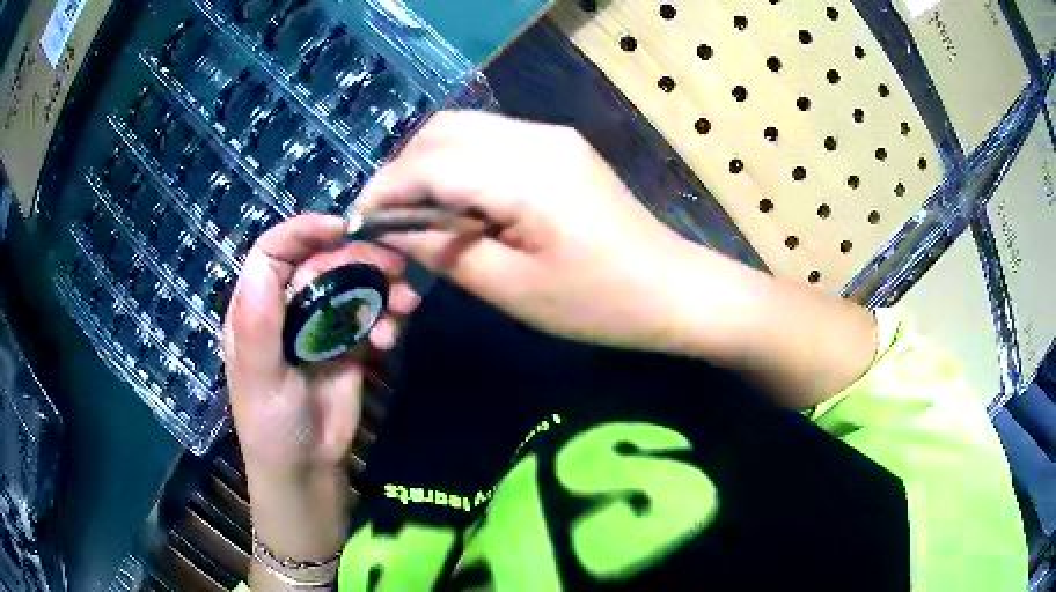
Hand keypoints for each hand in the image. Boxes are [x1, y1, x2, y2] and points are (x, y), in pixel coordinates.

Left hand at [222, 214, 419, 564]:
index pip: (273, 251)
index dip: (305, 231)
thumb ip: (256, 327)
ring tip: (405, 302)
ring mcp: (319, 321)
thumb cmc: (272, 426)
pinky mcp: (348, 340)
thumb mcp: (258, 380)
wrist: (309, 469)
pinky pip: (370, 310)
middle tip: (394, 268)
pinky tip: (394, 333)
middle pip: (320, 259)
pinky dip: (388, 313)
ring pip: (351, 280)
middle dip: (357, 257)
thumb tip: (265, 268)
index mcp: (255, 306)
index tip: (344, 229)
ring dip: (381, 283)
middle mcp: (287, 305)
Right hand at [358, 111, 692, 351]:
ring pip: (465, 128)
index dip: (385, 189)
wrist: (670, 287)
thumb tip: (399, 229)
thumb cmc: (597, 303)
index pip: (430, 163)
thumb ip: (446, 251)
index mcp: (525, 176)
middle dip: (403, 170)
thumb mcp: (512, 289)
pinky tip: (459, 199)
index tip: (359, 222)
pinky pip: (492, 138)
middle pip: (442, 130)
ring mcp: (551, 135)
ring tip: (417, 212)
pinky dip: (460, 161)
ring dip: (429, 162)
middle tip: (389, 219)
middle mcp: (536, 138)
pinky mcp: (560, 145)